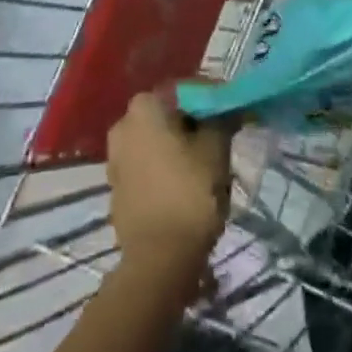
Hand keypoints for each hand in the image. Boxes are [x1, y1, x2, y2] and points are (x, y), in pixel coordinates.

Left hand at [105, 91, 233, 270]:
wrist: (158, 262)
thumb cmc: (190, 194)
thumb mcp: (216, 149)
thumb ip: (222, 119)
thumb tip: (228, 106)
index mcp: (145, 105)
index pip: (187, 89)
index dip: (214, 99)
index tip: (235, 113)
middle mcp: (124, 122)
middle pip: (170, 114)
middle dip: (196, 124)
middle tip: (223, 140)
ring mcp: (116, 156)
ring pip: (158, 140)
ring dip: (180, 146)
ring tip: (207, 166)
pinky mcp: (116, 186)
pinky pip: (148, 165)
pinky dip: (166, 168)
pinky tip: (186, 186)